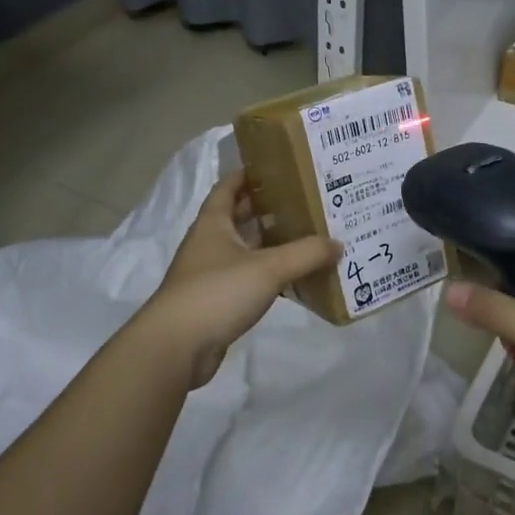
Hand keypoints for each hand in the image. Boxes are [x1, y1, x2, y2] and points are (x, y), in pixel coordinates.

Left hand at [141, 171, 341, 388]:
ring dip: (271, 244)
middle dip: (267, 209)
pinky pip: (247, 279)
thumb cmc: (217, 293)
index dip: (249, 174)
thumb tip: (338, 244)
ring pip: (245, 250)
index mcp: (213, 224)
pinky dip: (269, 276)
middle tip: (304, 202)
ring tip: (307, 237)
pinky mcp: (216, 302)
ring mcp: (210, 275)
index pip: (228, 187)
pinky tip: (294, 279)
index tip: (278, 167)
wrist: (176, 347)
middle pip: (238, 218)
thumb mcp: (268, 268)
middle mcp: (209, 244)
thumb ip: (306, 254)